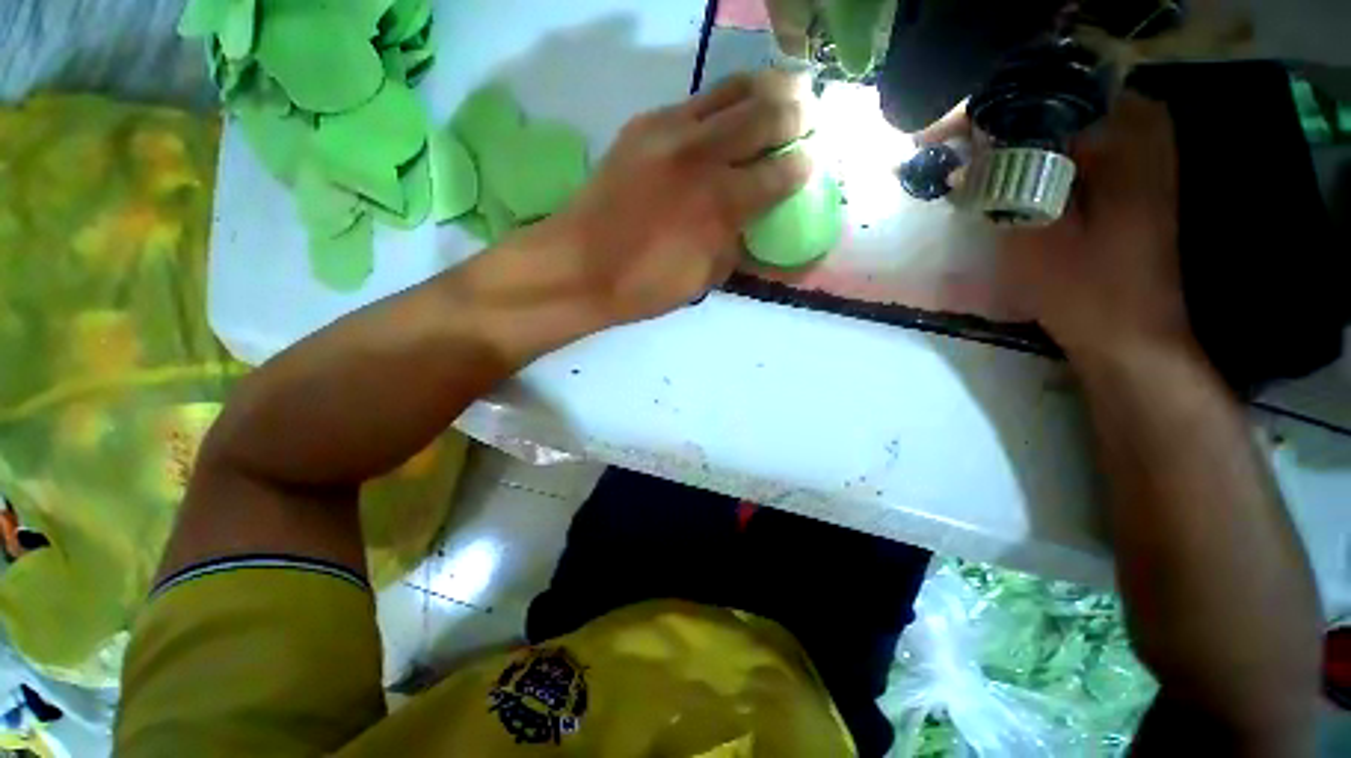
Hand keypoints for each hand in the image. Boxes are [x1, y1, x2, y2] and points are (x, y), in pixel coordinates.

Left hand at [549, 71, 811, 325]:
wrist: (578, 265)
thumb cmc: (643, 284)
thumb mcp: (702, 279)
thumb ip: (736, 247)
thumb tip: (756, 226)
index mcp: (721, 204)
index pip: (780, 174)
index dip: (803, 167)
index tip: (812, 162)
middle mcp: (703, 156)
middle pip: (765, 115)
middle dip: (797, 112)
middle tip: (810, 113)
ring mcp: (670, 131)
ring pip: (731, 91)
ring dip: (766, 88)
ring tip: (784, 89)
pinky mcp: (643, 125)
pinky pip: (695, 100)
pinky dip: (723, 99)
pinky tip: (729, 108)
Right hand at [919, 93, 1190, 360]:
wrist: (1130, 334)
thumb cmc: (1084, 288)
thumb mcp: (1032, 231)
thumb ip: (1003, 180)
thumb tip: (965, 150)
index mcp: (1122, 130)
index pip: (1037, 96)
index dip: (976, 115)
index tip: (928, 140)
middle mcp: (1138, 122)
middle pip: (1048, 102)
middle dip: (989, 125)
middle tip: (941, 152)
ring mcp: (1139, 147)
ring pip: (1055, 124)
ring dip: (1006, 141)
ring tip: (961, 163)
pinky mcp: (1129, 172)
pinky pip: (1069, 146)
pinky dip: (1029, 156)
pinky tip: (999, 176)